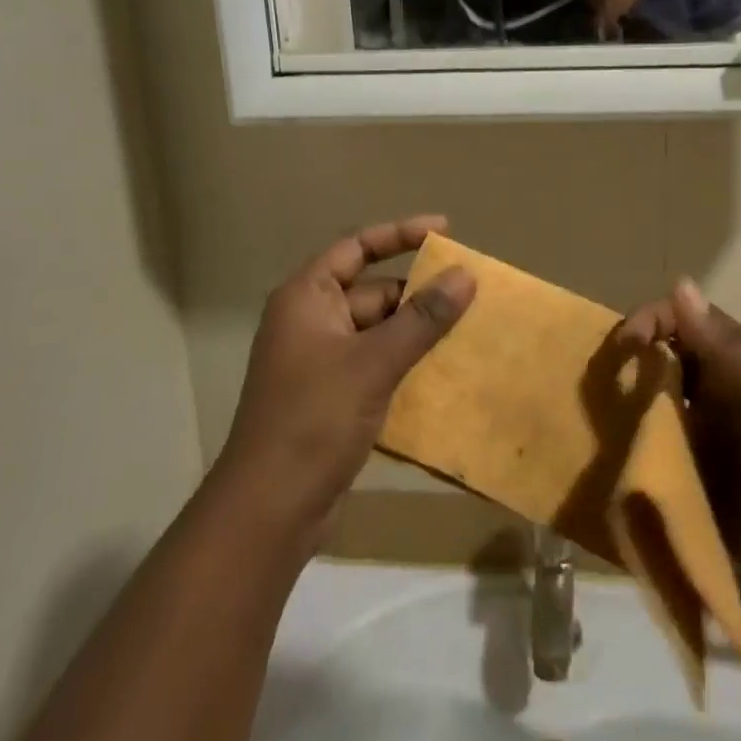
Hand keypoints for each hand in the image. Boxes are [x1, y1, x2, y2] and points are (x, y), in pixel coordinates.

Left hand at [214, 216, 475, 549]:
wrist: (269, 510)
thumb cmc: (314, 419)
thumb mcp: (373, 362)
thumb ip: (421, 318)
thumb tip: (465, 276)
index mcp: (307, 298)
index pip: (357, 247)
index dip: (400, 234)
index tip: (445, 230)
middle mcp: (311, 321)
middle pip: (372, 291)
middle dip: (418, 292)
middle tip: (470, 293)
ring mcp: (321, 361)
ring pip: (378, 331)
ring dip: (417, 332)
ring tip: (470, 329)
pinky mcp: (332, 397)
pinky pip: (377, 364)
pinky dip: (407, 363)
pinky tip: (446, 372)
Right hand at [619, 280, 740, 619]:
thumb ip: (734, 353)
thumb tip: (679, 283)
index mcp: (739, 370)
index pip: (684, 326)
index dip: (651, 322)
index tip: (623, 348)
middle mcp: (717, 402)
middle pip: (659, 372)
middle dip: (625, 374)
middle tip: (593, 395)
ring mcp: (708, 452)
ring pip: (652, 423)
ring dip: (622, 425)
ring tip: (592, 438)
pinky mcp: (702, 499)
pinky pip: (658, 477)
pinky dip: (633, 475)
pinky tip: (608, 482)